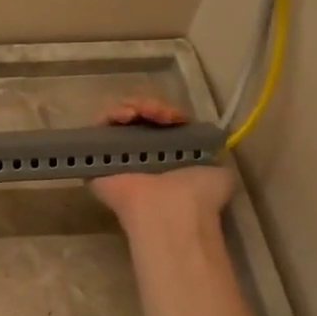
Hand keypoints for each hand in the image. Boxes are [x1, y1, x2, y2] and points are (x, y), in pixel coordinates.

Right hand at [89, 98, 234, 229]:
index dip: (168, 113)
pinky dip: (111, 113)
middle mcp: (142, 155)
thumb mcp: (219, 172)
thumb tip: (209, 146)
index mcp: (168, 157)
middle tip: (159, 115)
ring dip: (134, 107)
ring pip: (121, 117)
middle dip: (151, 106)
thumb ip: (213, 156)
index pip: (162, 123)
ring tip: (141, 113)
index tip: (175, 118)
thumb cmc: (197, 193)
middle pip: (141, 117)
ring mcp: (119, 155)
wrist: (169, 208)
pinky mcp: (97, 155)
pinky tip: (127, 115)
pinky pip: (100, 125)